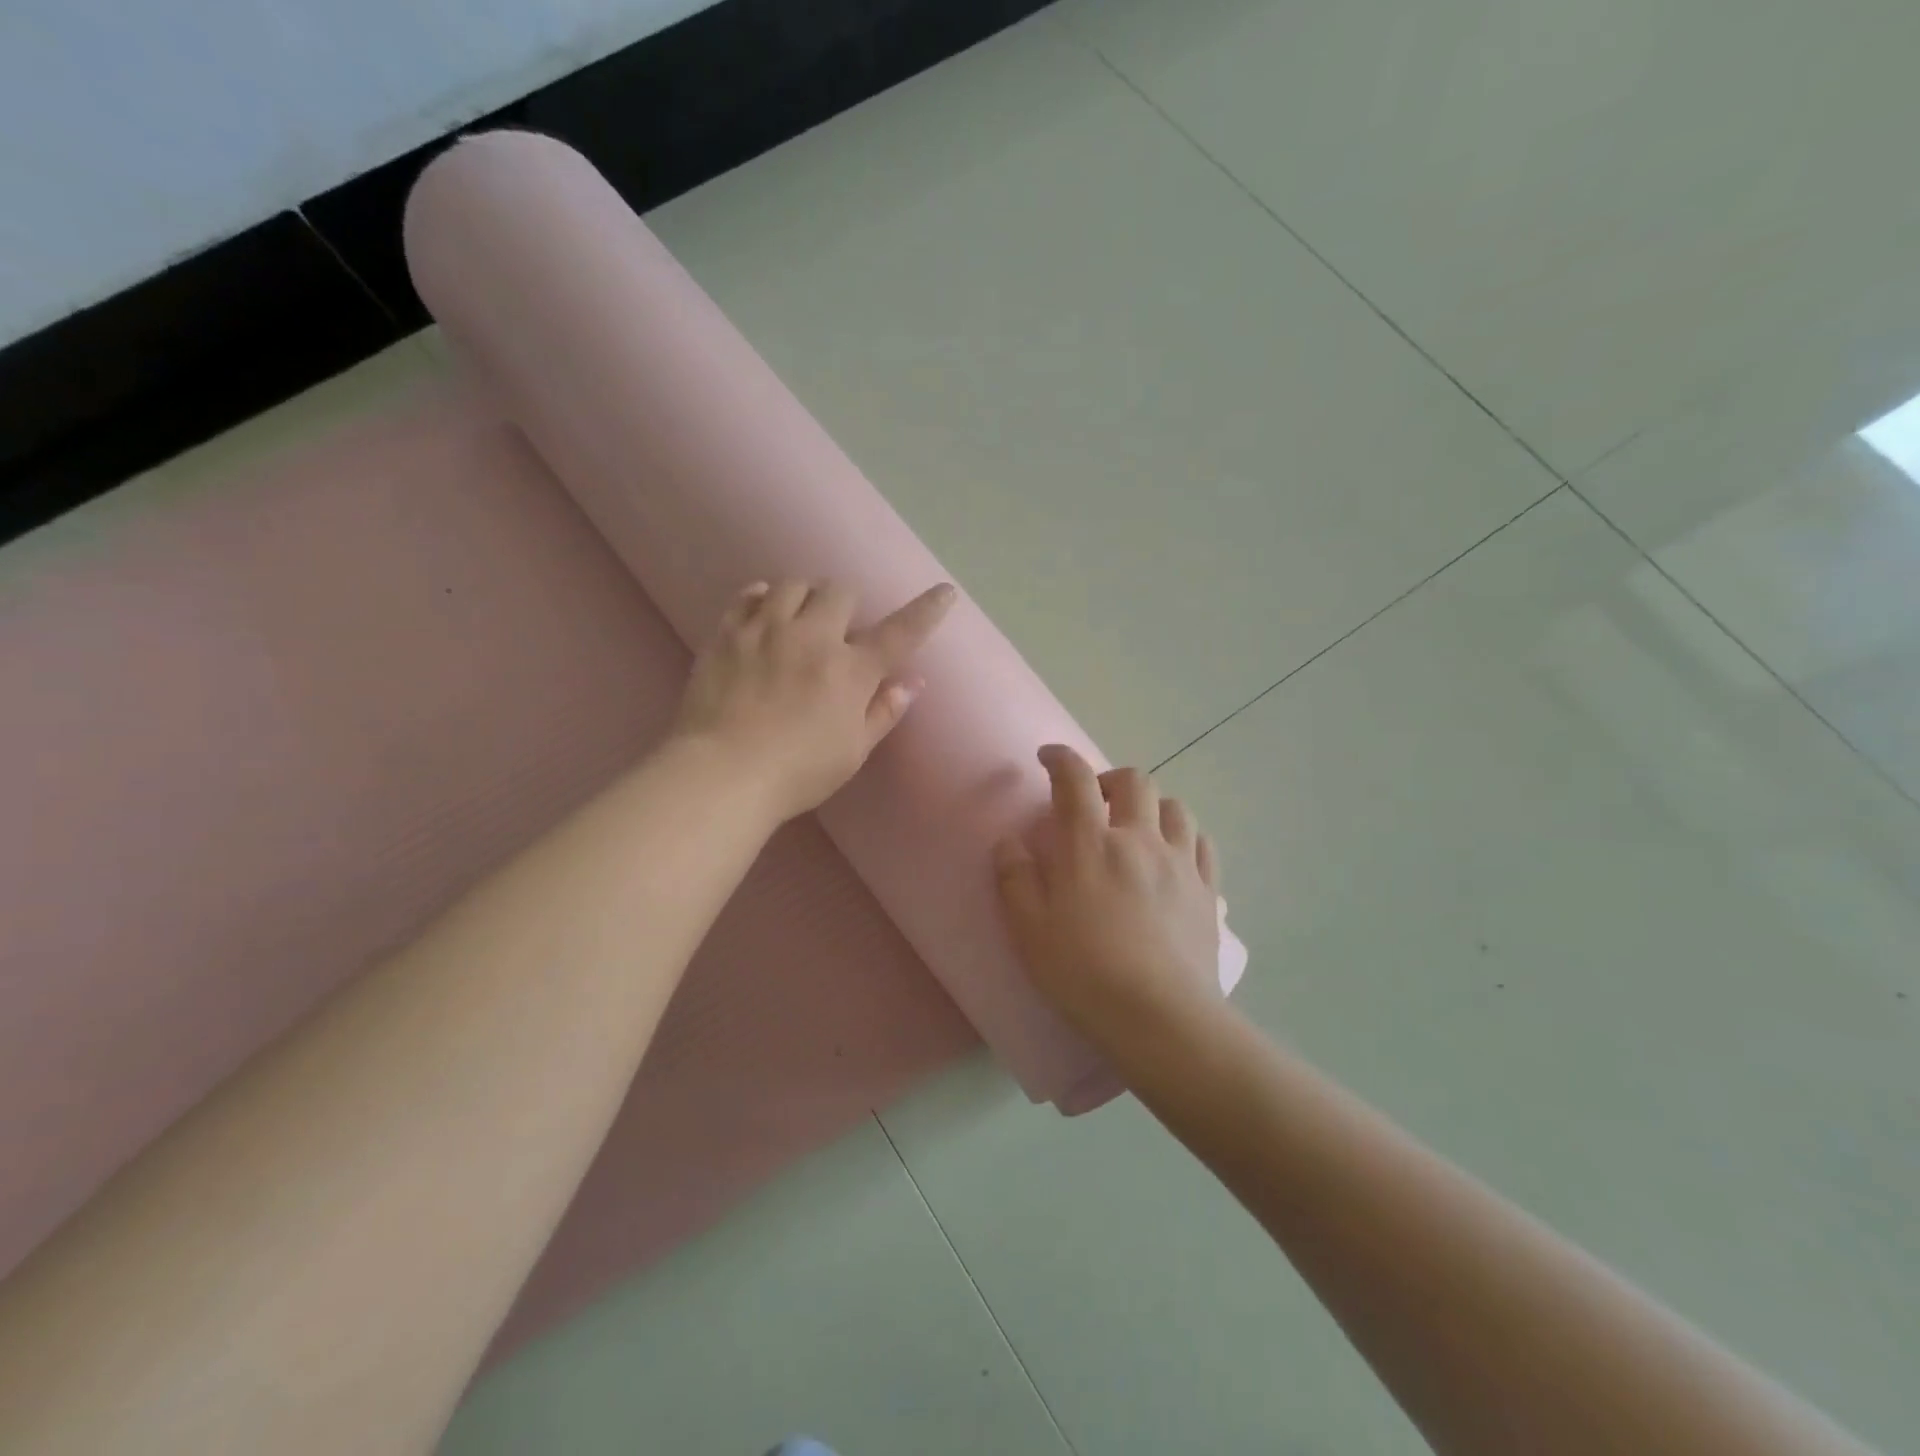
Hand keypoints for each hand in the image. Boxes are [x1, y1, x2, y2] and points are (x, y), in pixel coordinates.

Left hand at [672, 578, 955, 822]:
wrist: (721, 773)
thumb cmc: (797, 773)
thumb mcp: (852, 752)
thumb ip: (883, 713)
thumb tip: (912, 682)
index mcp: (850, 671)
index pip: (899, 633)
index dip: (926, 611)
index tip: (945, 592)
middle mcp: (812, 638)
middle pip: (839, 592)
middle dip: (845, 604)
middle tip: (838, 628)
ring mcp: (766, 630)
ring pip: (793, 584)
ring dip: (804, 596)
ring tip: (798, 618)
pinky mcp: (728, 633)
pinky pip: (748, 594)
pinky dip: (762, 597)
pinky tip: (763, 611)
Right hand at [995, 745, 1222, 1048]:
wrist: (1160, 1019)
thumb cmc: (1084, 973)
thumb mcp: (1028, 930)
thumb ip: (1015, 878)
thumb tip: (1011, 842)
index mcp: (1091, 845)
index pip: (1075, 780)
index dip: (1060, 758)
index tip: (1049, 757)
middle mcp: (1139, 840)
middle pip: (1135, 781)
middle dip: (1110, 778)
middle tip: (1095, 800)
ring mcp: (1180, 863)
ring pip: (1175, 807)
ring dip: (1152, 805)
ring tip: (1137, 827)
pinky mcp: (1207, 891)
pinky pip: (1203, 844)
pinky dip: (1185, 836)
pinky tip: (1174, 855)